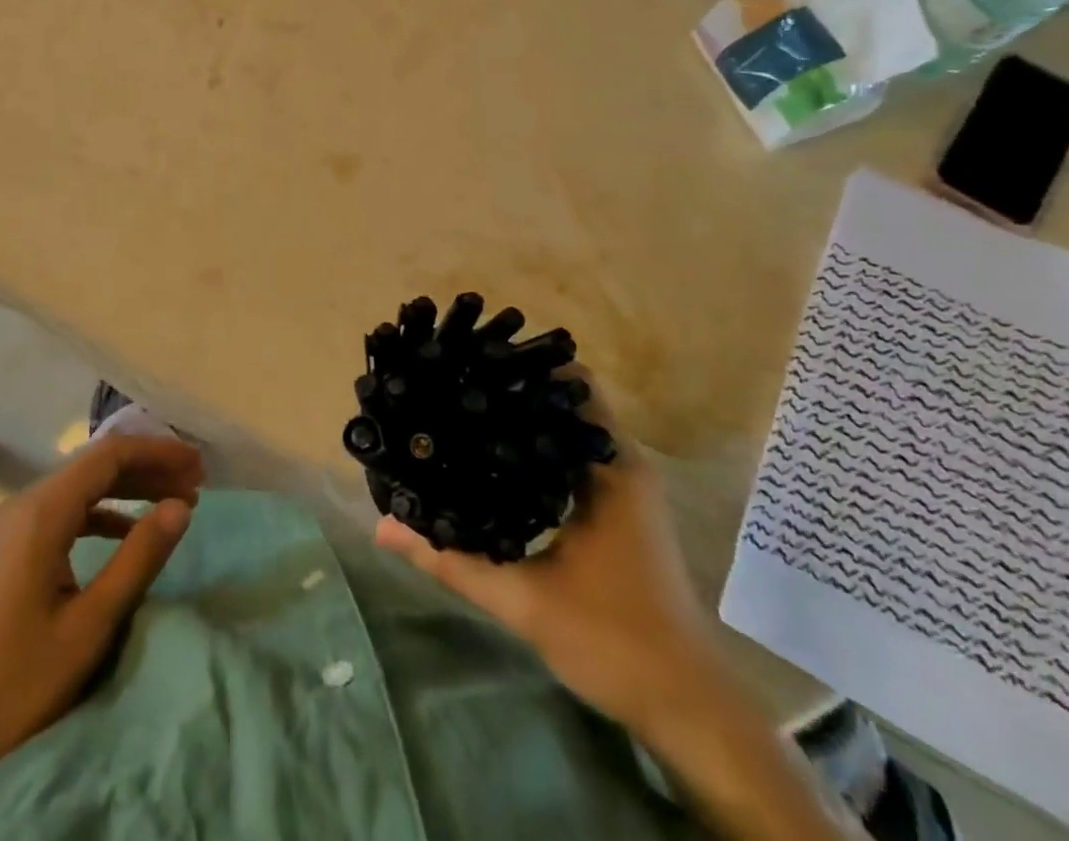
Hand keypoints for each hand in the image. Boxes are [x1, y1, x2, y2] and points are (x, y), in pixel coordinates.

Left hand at [0, 435, 200, 840]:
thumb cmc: (14, 683)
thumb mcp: (88, 625)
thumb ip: (137, 559)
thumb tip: (181, 506)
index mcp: (41, 511)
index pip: (109, 456)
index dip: (158, 453)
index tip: (199, 468)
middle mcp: (24, 505)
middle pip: (95, 466)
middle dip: (148, 467)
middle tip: (196, 482)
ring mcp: (12, 528)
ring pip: (80, 489)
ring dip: (128, 490)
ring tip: (172, 503)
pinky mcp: (9, 553)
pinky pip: (64, 514)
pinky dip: (102, 514)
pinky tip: (126, 533)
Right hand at [373, 376, 723, 739]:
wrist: (687, 708)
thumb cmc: (614, 642)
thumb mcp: (522, 600)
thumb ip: (449, 560)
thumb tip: (381, 528)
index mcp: (609, 469)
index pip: (572, 383)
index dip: (523, 364)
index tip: (471, 359)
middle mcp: (621, 463)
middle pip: (567, 397)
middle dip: (514, 386)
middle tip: (453, 382)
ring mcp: (623, 486)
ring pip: (570, 426)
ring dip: (526, 417)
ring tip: (463, 410)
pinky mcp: (619, 508)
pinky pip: (573, 454)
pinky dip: (538, 447)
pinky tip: (493, 459)